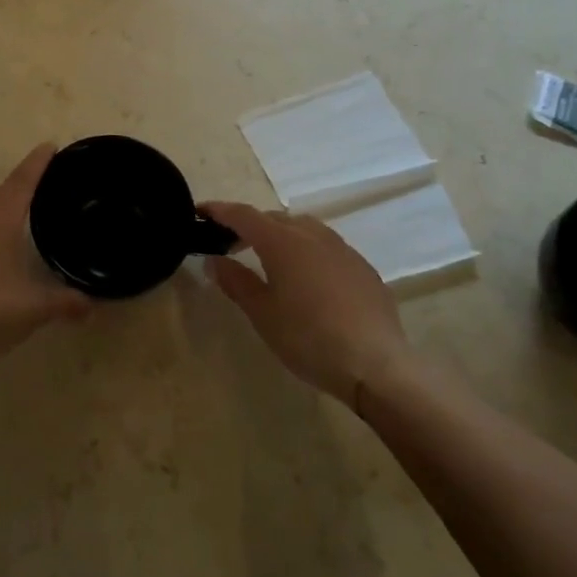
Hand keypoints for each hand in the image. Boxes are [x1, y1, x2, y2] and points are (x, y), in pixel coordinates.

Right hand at [201, 201, 410, 406]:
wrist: (377, 365)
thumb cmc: (309, 338)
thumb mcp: (263, 314)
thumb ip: (236, 282)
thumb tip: (214, 260)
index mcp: (282, 241)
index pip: (243, 215)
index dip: (219, 211)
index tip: (199, 211)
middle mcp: (312, 235)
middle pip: (274, 218)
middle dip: (249, 225)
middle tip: (230, 244)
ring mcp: (342, 249)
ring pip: (303, 228)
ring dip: (280, 234)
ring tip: (269, 258)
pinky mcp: (362, 268)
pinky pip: (326, 247)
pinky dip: (307, 250)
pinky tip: (308, 279)